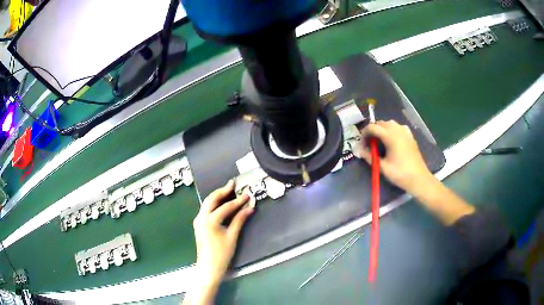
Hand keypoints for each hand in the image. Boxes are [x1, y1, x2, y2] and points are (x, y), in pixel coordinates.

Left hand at [192, 180, 252, 286]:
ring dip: (217, 196)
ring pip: (207, 203)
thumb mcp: (232, 236)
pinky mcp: (198, 224)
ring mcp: (198, 220)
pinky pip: (206, 209)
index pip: (226, 207)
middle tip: (232, 183)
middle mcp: (201, 217)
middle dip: (222, 190)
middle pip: (211, 199)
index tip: (247, 195)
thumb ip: (239, 220)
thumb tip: (249, 208)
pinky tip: (221, 203)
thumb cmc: (222, 254)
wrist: (209, 267)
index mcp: (210, 220)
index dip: (238, 201)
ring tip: (228, 190)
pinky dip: (214, 204)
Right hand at [356, 120, 434, 193]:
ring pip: (389, 123)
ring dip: (381, 129)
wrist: (418, 178)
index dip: (364, 133)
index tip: (361, 144)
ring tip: (379, 141)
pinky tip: (391, 140)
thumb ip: (369, 157)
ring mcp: (405, 132)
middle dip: (372, 131)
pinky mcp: (410, 136)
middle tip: (369, 144)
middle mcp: (398, 130)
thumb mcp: (382, 167)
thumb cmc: (400, 173)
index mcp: (390, 136)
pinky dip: (392, 130)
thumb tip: (358, 150)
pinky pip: (398, 127)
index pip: (372, 127)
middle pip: (380, 123)